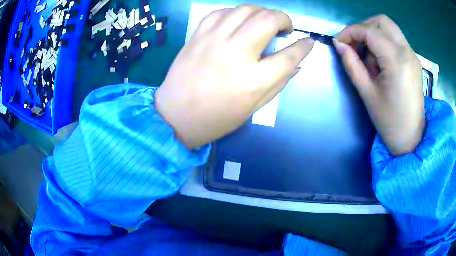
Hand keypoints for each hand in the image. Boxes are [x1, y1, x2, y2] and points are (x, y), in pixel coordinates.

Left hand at [155, 5, 313, 148]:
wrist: (175, 116)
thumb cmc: (216, 118)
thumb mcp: (253, 108)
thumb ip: (277, 83)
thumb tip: (295, 64)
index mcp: (253, 80)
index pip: (289, 56)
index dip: (304, 47)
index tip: (309, 41)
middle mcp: (236, 53)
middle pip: (268, 20)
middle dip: (284, 19)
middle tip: (285, 27)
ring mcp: (214, 40)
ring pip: (246, 9)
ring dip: (262, 11)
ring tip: (264, 21)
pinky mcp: (198, 36)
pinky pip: (220, 12)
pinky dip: (235, 12)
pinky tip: (238, 21)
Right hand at [334, 15, 423, 155]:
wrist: (411, 138)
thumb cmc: (389, 121)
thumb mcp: (367, 93)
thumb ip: (352, 64)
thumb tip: (339, 44)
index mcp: (397, 61)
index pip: (369, 31)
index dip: (350, 32)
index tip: (339, 43)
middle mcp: (407, 51)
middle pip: (382, 21)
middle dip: (364, 28)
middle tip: (355, 45)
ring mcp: (412, 55)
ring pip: (389, 28)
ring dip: (374, 35)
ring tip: (370, 59)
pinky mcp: (413, 60)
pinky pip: (395, 39)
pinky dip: (384, 43)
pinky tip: (381, 62)